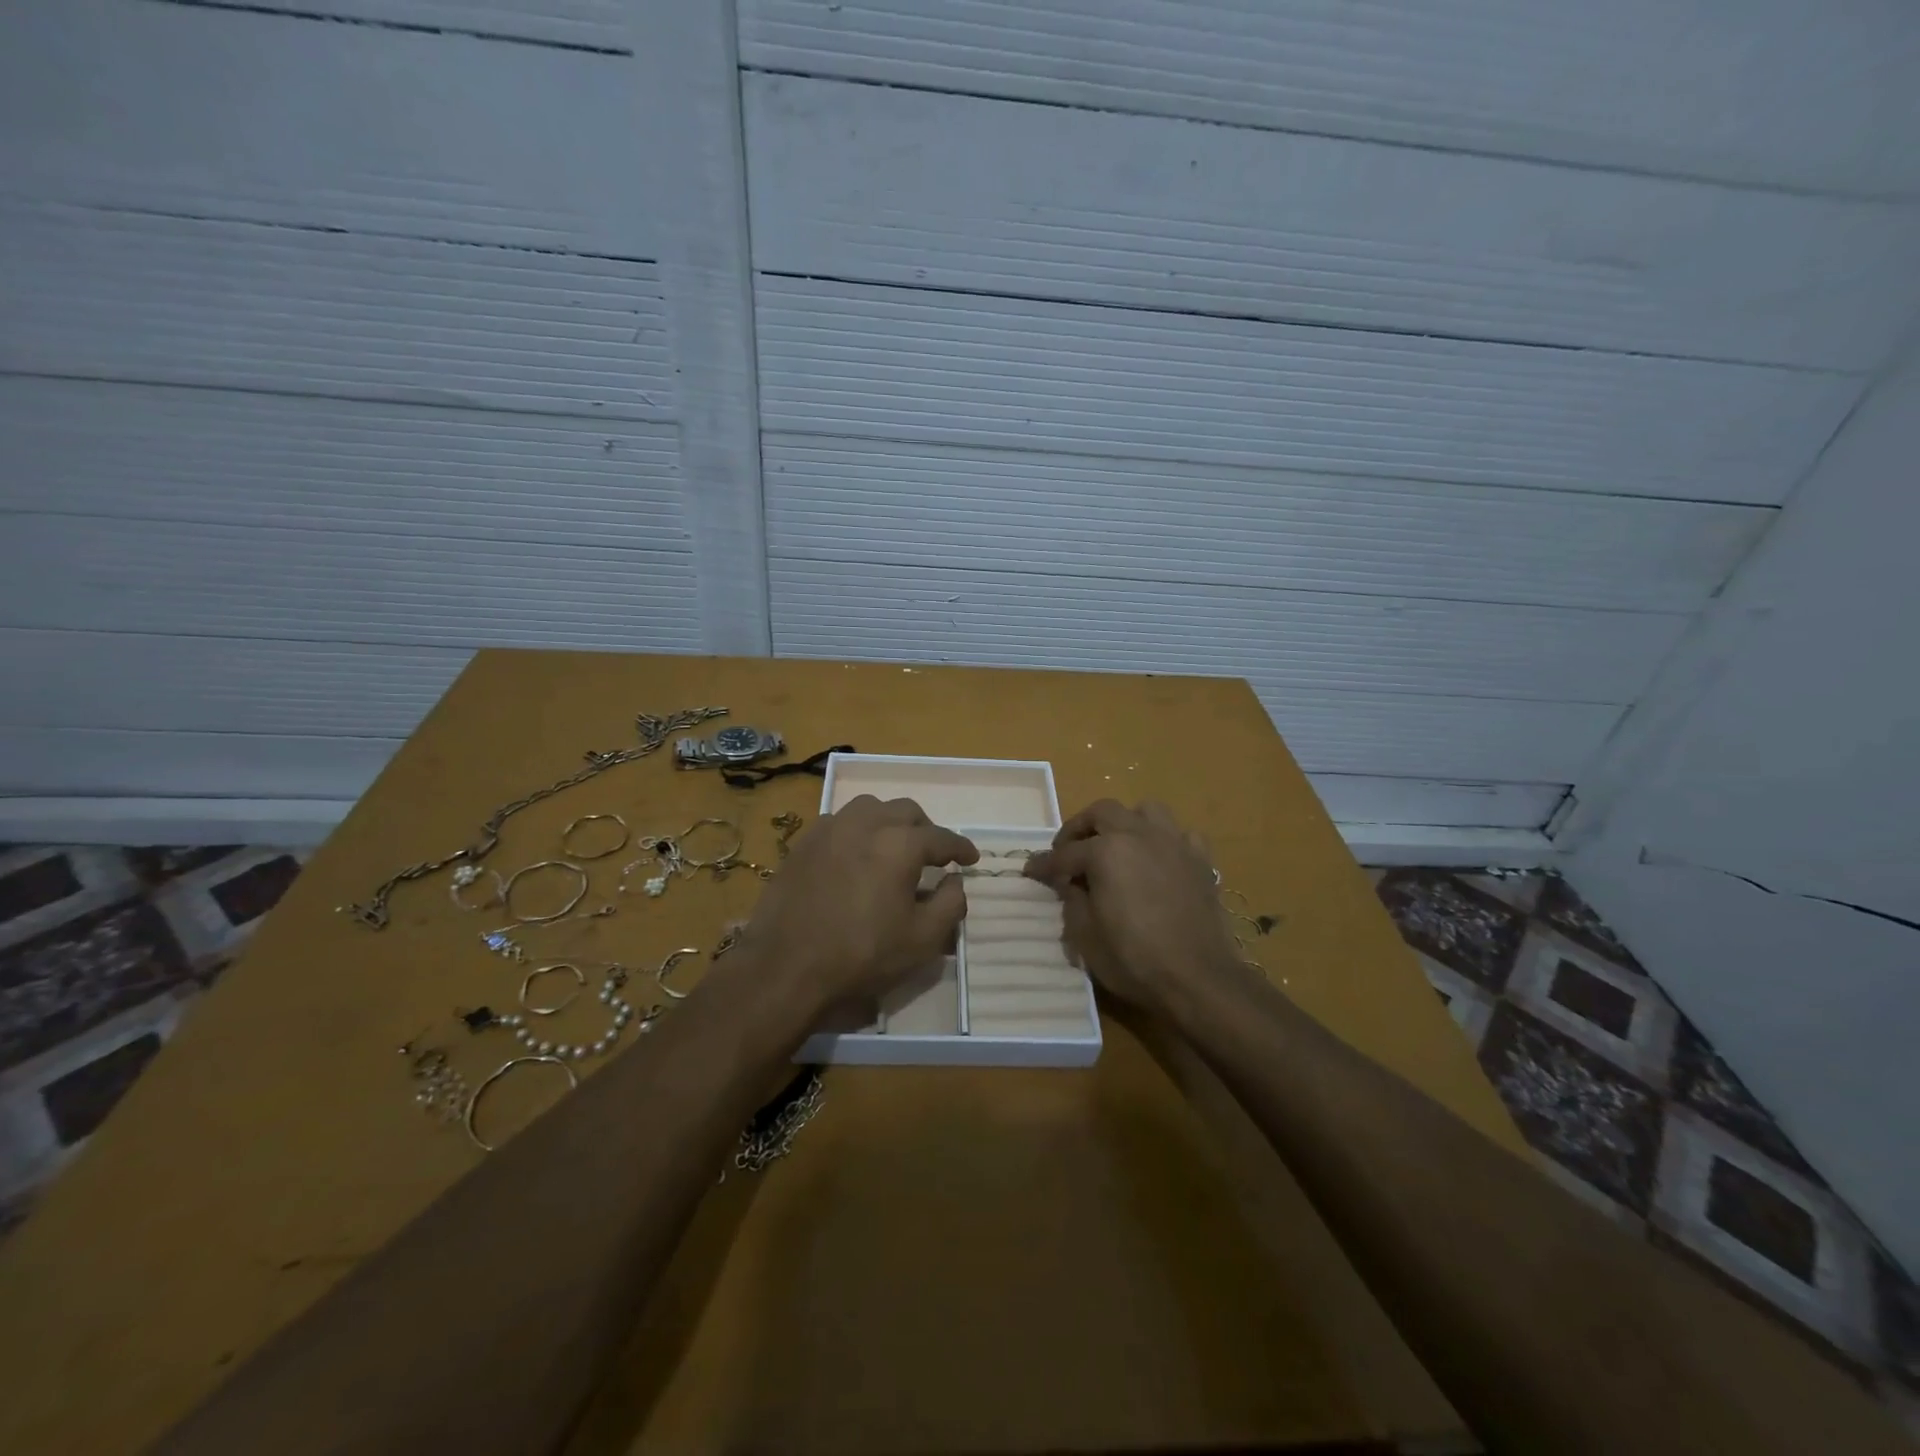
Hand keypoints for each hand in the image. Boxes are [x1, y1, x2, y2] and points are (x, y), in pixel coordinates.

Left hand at [739, 795, 977, 1024]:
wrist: (786, 966)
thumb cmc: (862, 954)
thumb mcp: (922, 940)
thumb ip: (950, 904)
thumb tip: (955, 880)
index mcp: (900, 844)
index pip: (941, 837)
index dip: (961, 848)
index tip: (971, 859)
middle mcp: (866, 823)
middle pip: (906, 811)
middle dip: (926, 830)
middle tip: (933, 855)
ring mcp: (830, 828)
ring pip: (871, 808)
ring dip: (890, 822)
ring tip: (894, 847)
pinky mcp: (804, 842)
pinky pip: (840, 822)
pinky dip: (858, 831)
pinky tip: (857, 855)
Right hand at [1024, 799, 1239, 1014]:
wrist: (1199, 979)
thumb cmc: (1134, 960)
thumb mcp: (1085, 937)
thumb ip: (1072, 901)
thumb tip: (1069, 884)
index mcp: (1105, 852)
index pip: (1065, 854)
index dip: (1044, 864)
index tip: (1030, 870)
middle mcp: (1139, 835)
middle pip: (1102, 812)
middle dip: (1080, 828)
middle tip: (1069, 851)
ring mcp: (1174, 844)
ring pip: (1146, 811)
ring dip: (1125, 822)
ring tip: (1117, 845)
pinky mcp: (1201, 861)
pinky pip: (1181, 835)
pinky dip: (1166, 842)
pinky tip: (1159, 860)